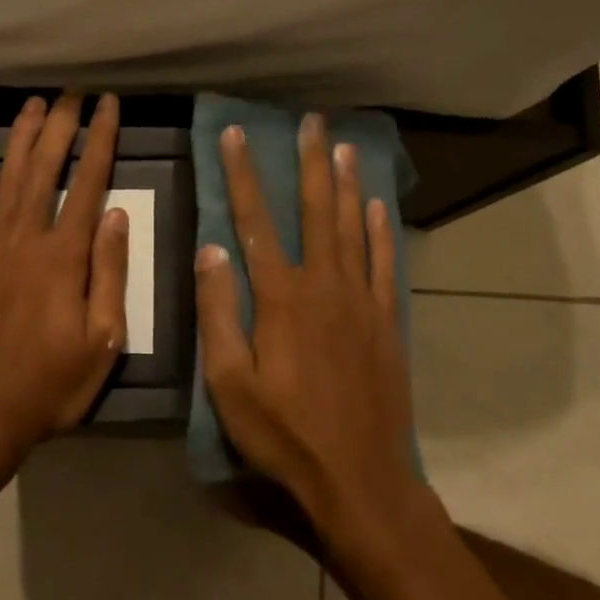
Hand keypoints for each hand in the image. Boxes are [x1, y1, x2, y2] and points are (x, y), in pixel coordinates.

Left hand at [0, 93, 130, 465]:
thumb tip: (116, 215)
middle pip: (45, 169)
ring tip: (36, 104)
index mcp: (64, 259)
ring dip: (23, 138)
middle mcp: (24, 240)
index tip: (109, 106)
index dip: (101, 141)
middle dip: (61, 125)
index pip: (88, 184)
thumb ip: (109, 274)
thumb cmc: (49, 385)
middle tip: (72, 91)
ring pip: (7, 179)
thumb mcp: (102, 341)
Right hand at [195, 114, 419, 544]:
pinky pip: (385, 264)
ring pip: (353, 229)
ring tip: (343, 147)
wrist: (359, 478)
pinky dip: (381, 231)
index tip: (235, 136)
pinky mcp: (387, 323)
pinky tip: (377, 207)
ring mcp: (362, 302)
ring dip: (346, 185)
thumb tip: (212, 249)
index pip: (254, 223)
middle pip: (315, 212)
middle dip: (308, 163)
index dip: (242, 176)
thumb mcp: (229, 383)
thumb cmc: (283, 435)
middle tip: (310, 121)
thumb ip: (219, 313)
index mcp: (281, 299)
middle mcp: (325, 286)